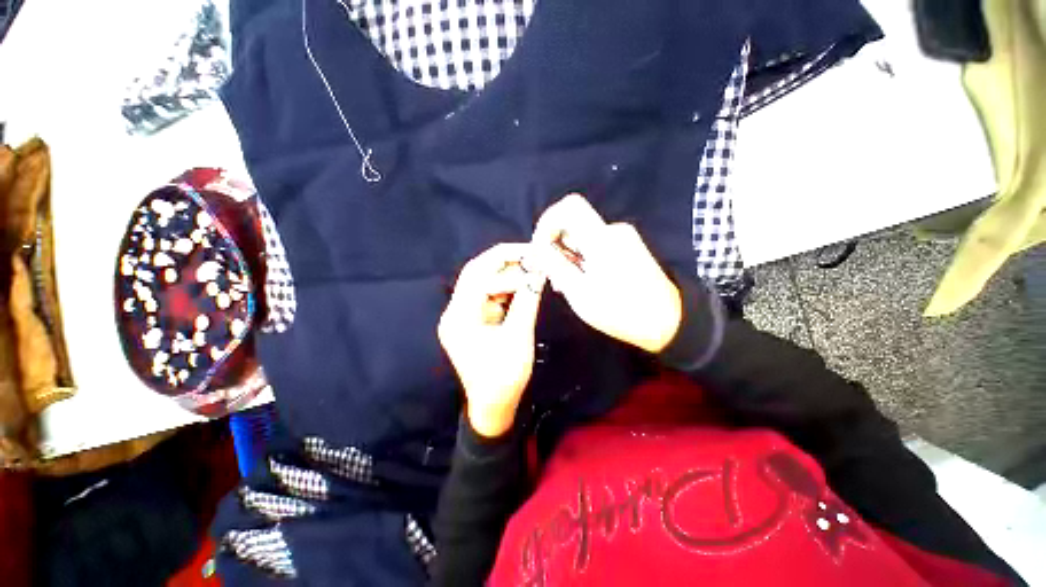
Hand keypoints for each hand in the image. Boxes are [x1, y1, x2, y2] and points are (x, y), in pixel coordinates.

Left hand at [438, 244, 545, 437]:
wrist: (493, 406)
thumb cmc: (505, 377)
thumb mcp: (519, 336)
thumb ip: (527, 300)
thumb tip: (538, 271)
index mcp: (460, 316)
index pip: (478, 273)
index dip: (505, 258)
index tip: (531, 253)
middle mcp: (455, 312)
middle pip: (476, 274)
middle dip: (504, 262)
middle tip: (531, 256)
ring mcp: (462, 317)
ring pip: (482, 283)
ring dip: (505, 274)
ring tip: (530, 268)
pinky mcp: (471, 322)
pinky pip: (487, 296)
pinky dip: (504, 288)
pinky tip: (522, 286)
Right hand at [531, 194, 681, 353]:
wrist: (667, 322)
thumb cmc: (621, 312)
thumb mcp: (580, 293)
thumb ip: (556, 267)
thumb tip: (539, 248)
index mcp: (602, 239)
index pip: (569, 206)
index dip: (548, 221)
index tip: (540, 247)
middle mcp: (613, 231)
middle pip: (573, 224)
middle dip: (556, 246)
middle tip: (554, 277)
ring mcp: (623, 238)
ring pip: (583, 237)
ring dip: (569, 256)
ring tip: (568, 285)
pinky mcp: (627, 247)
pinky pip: (596, 244)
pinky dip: (583, 259)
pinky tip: (584, 281)